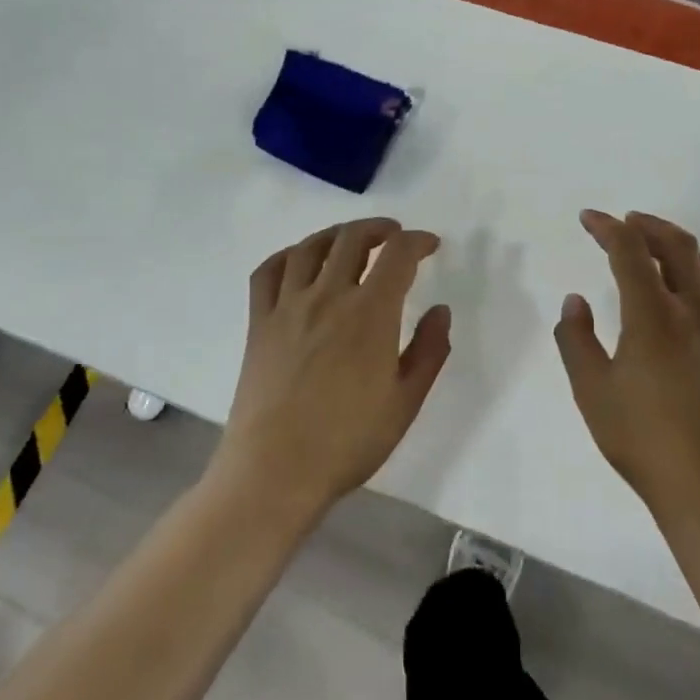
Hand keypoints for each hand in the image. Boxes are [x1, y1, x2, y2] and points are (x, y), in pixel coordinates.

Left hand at [214, 218, 452, 518]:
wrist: (276, 470)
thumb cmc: (348, 441)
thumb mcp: (406, 402)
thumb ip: (429, 350)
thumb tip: (440, 311)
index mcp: (370, 313)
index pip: (398, 255)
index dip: (418, 241)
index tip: (430, 245)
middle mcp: (328, 297)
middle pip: (352, 239)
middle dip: (379, 228)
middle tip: (394, 236)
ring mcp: (287, 307)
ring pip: (310, 248)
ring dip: (336, 234)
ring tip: (351, 240)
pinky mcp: (259, 323)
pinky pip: (268, 272)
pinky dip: (288, 255)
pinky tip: (299, 261)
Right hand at [554, 211, 699, 520]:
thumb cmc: (641, 437)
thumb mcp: (590, 390)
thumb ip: (576, 339)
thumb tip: (575, 301)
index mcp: (651, 314)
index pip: (629, 251)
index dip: (607, 228)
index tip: (588, 219)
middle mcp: (691, 310)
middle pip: (676, 246)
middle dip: (647, 225)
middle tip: (624, 223)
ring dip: (680, 245)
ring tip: (659, 245)